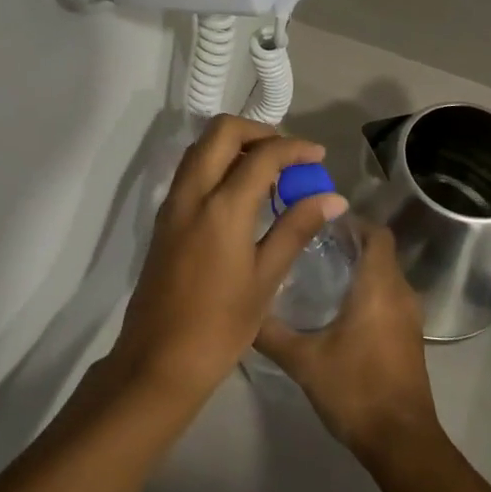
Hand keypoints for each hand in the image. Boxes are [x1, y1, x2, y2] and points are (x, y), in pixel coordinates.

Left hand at [106, 116, 347, 410]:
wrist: (158, 360)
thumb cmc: (220, 326)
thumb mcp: (266, 278)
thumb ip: (296, 228)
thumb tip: (332, 197)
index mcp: (222, 207)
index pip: (262, 155)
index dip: (294, 148)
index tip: (318, 156)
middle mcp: (193, 193)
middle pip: (221, 132)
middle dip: (258, 131)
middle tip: (287, 154)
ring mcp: (173, 203)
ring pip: (202, 146)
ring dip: (235, 144)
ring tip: (268, 170)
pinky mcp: (164, 217)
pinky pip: (191, 170)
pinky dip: (217, 162)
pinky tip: (241, 191)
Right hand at [255, 225, 441, 467]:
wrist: (401, 443)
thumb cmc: (355, 389)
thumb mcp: (303, 360)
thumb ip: (271, 332)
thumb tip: (242, 310)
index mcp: (379, 286)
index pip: (376, 232)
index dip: (350, 221)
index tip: (317, 221)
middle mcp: (400, 293)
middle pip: (379, 251)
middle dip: (348, 243)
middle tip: (307, 244)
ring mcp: (409, 317)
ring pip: (384, 276)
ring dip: (358, 269)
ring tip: (316, 272)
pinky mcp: (409, 338)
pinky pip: (388, 298)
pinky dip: (367, 292)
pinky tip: (336, 309)